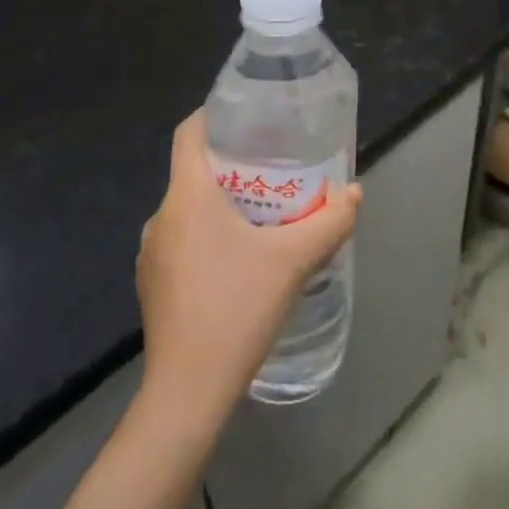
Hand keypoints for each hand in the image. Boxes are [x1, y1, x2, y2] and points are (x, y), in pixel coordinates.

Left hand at [136, 112, 361, 425]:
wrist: (187, 393)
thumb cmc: (236, 309)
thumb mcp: (293, 260)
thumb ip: (329, 221)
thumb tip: (354, 193)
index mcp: (187, 198)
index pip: (188, 133)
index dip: (214, 115)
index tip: (249, 115)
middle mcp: (161, 218)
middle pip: (194, 171)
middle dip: (234, 163)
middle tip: (276, 165)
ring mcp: (153, 254)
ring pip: (190, 208)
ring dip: (224, 202)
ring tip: (266, 210)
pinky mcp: (155, 284)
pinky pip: (184, 239)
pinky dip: (211, 233)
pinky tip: (243, 257)